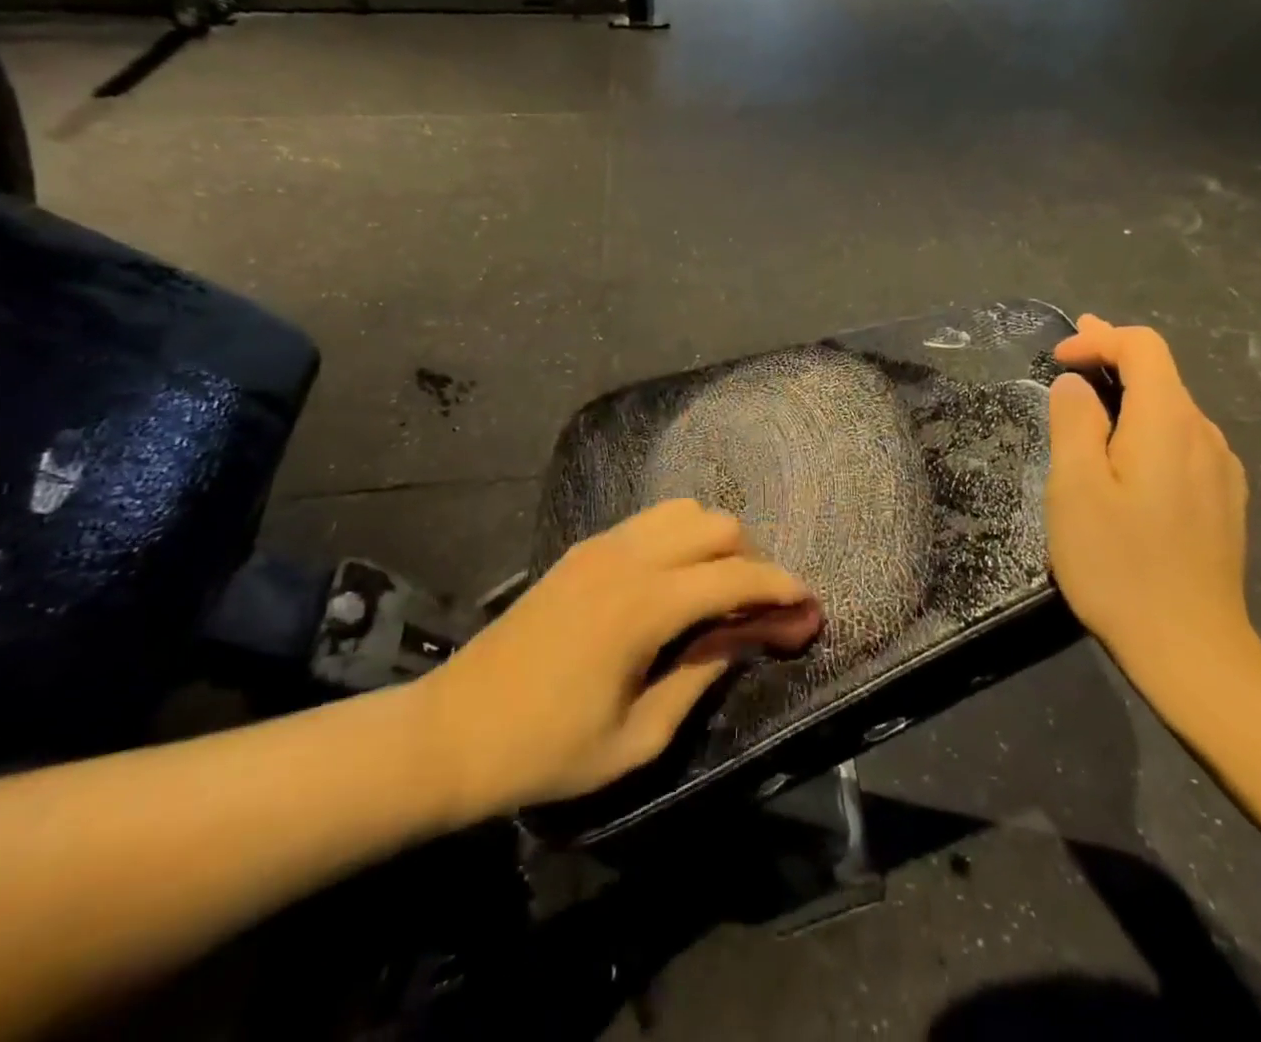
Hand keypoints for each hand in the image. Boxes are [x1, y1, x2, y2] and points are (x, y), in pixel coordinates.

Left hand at [416, 500, 820, 819]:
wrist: (452, 731)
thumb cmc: (546, 750)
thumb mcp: (637, 737)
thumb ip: (701, 675)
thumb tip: (745, 636)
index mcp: (645, 605)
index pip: (736, 575)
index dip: (781, 588)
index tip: (808, 608)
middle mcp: (628, 557)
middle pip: (717, 525)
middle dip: (752, 559)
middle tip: (759, 609)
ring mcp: (601, 545)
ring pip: (684, 511)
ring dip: (716, 541)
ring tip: (719, 591)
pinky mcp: (582, 549)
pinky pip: (650, 521)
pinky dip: (681, 537)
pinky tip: (676, 581)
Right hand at [1046, 316, 1253, 683]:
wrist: (1190, 648)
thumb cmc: (1119, 563)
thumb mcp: (1075, 487)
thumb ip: (1074, 422)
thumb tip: (1075, 384)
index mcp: (1168, 422)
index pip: (1143, 347)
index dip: (1099, 338)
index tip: (1058, 357)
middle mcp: (1204, 435)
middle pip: (1161, 374)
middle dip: (1112, 358)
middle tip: (1069, 358)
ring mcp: (1221, 470)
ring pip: (1172, 410)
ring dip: (1129, 396)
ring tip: (1089, 409)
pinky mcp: (1223, 500)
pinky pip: (1182, 442)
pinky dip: (1147, 429)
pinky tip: (1126, 458)